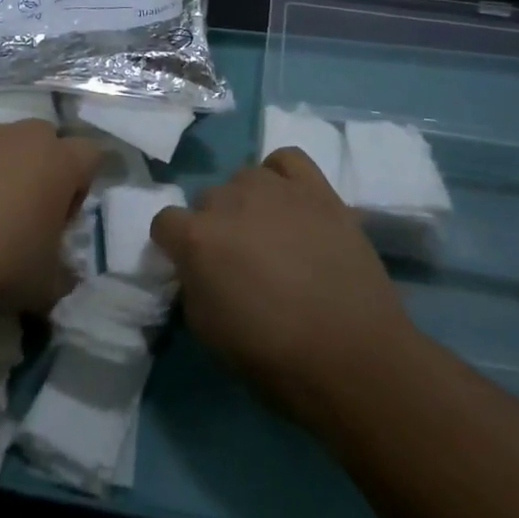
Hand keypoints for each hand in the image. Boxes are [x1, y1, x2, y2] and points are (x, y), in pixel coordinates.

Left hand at [0, 119, 100, 315]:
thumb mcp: (46, 286)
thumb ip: (64, 274)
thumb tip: (65, 274)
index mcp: (58, 161)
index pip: (90, 154)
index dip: (81, 186)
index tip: (62, 220)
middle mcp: (21, 136)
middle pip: (45, 141)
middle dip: (42, 170)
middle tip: (25, 214)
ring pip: (2, 143)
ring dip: (1, 169)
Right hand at [151, 147, 411, 424]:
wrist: (354, 356)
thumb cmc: (275, 357)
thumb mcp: (208, 333)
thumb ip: (192, 286)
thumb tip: (196, 267)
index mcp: (198, 237)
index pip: (164, 222)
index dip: (174, 246)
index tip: (191, 268)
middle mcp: (229, 200)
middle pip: (207, 199)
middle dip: (214, 226)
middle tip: (238, 260)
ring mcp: (275, 188)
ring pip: (243, 178)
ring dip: (246, 203)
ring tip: (270, 234)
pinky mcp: (316, 187)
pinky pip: (285, 160)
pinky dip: (280, 176)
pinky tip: (288, 202)